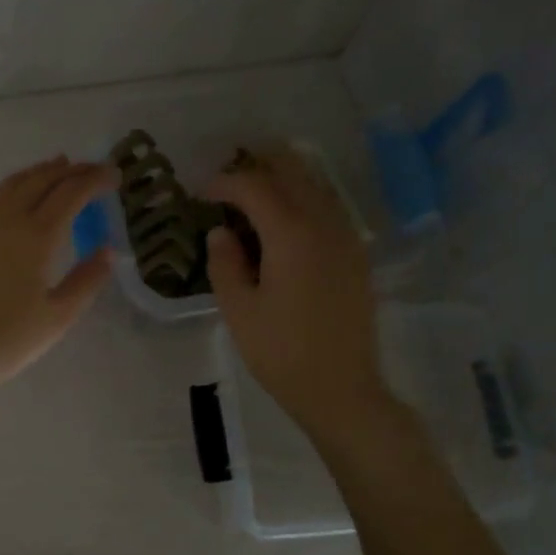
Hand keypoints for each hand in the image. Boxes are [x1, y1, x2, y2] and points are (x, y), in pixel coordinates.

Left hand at [0, 157, 114, 400]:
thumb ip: (86, 280)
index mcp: (36, 235)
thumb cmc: (7, 340)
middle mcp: (7, 218)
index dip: (95, 179)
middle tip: (92, 169)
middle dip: (71, 170)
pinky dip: (13, 186)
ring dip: (39, 172)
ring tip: (58, 167)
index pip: (72, 193)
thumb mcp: (58, 316)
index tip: (114, 176)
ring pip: (12, 183)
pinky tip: (16, 195)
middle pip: (42, 179)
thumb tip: (107, 251)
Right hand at [206, 145, 388, 438]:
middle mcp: (324, 224)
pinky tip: (282, 220)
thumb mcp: (239, 310)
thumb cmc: (281, 353)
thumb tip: (220, 232)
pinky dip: (302, 198)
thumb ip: (224, 263)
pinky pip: (328, 207)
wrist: (340, 388)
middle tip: (225, 181)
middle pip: (291, 171)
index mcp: (291, 234)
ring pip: (314, 184)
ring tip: (250, 193)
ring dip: (281, 178)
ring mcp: (346, 237)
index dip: (223, 182)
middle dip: (256, 166)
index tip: (199, 192)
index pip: (254, 186)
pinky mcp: (356, 254)